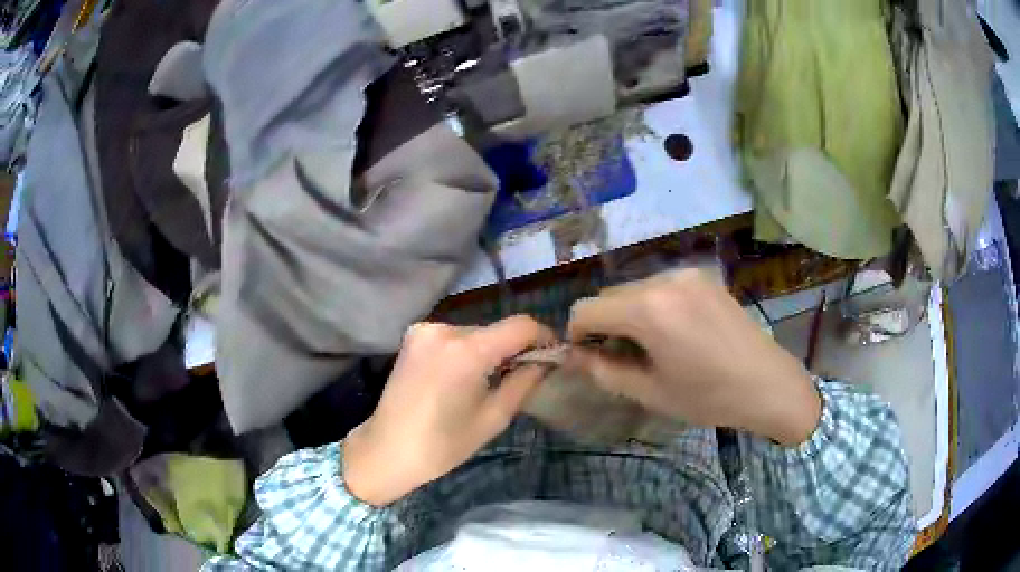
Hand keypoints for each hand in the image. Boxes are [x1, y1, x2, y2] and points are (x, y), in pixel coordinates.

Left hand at [343, 316, 553, 505]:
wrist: (387, 449)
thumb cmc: (443, 444)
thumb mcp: (493, 417)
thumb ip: (524, 382)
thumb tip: (545, 361)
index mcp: (466, 350)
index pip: (520, 325)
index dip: (542, 336)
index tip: (553, 355)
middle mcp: (444, 329)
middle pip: (496, 329)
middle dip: (515, 348)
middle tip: (525, 375)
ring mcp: (424, 329)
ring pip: (475, 332)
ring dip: (490, 350)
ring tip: (491, 379)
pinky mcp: (413, 336)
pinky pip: (453, 337)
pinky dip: (467, 350)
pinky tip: (464, 376)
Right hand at [566, 269, 820, 446]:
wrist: (767, 383)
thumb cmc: (708, 397)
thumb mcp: (650, 391)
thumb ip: (603, 371)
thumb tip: (571, 357)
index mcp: (648, 310)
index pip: (586, 308)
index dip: (577, 334)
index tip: (588, 357)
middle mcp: (664, 279)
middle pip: (610, 295)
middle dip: (604, 324)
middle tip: (622, 357)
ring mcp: (687, 273)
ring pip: (635, 289)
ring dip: (629, 314)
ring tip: (652, 345)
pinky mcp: (703, 276)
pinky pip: (661, 285)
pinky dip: (653, 305)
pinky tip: (675, 331)